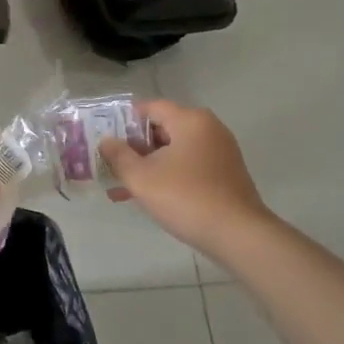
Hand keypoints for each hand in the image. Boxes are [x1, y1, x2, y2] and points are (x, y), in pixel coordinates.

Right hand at [99, 100, 272, 255]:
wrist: (238, 235)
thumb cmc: (185, 198)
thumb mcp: (141, 177)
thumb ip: (118, 156)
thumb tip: (106, 141)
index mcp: (190, 120)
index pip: (150, 107)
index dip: (124, 121)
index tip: (105, 139)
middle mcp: (208, 129)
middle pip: (162, 128)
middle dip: (133, 148)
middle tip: (110, 164)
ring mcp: (219, 152)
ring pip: (173, 151)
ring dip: (147, 165)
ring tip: (120, 187)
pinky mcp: (224, 174)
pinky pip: (187, 166)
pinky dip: (167, 176)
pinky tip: (145, 198)